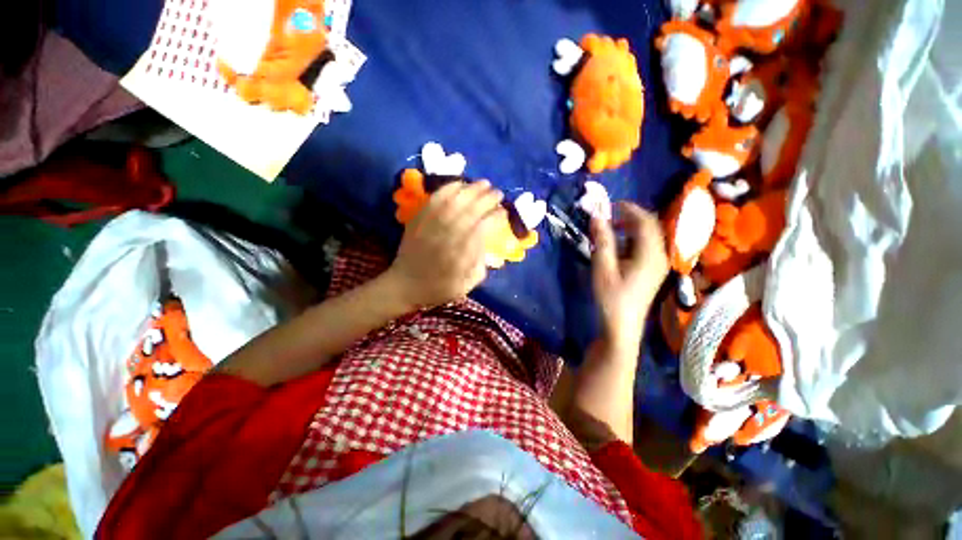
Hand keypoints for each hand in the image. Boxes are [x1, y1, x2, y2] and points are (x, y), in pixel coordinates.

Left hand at [386, 181, 504, 308]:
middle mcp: (448, 235)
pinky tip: (460, 184)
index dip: (496, 217)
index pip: (484, 228)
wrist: (404, 284)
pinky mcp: (420, 218)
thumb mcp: (466, 285)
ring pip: (455, 200)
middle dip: (488, 198)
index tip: (504, 212)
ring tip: (484, 184)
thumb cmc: (439, 288)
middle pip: (472, 210)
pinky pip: (436, 198)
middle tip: (498, 194)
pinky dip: (449, 188)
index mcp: (462, 254)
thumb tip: (488, 243)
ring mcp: (432, 224)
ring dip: (472, 189)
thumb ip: (481, 264)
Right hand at [591, 202, 668, 349]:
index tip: (609, 205)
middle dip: (630, 217)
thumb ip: (602, 240)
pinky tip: (616, 247)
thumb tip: (596, 216)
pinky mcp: (652, 271)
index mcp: (651, 253)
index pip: (645, 221)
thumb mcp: (603, 267)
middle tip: (608, 215)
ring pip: (648, 237)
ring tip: (609, 229)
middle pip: (650, 226)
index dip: (629, 209)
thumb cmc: (612, 297)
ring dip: (630, 228)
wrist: (622, 326)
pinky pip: (645, 247)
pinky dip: (631, 240)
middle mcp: (660, 255)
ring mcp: (658, 264)